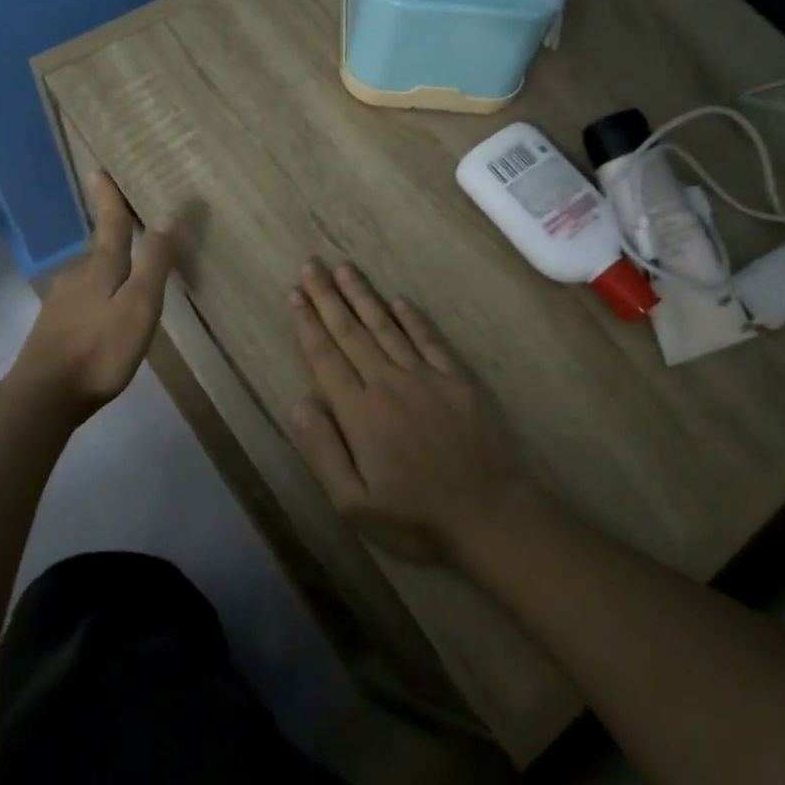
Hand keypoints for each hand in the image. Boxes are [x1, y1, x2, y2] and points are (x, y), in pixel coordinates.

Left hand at [10, 173, 175, 415]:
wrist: (43, 395)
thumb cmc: (100, 349)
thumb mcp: (139, 306)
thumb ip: (154, 263)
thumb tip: (167, 217)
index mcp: (100, 267)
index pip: (110, 223)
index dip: (109, 198)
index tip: (99, 170)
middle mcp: (77, 276)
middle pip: (100, 248)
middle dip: (113, 234)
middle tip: (128, 223)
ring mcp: (61, 302)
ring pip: (90, 274)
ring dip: (107, 266)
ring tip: (126, 270)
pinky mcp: (54, 326)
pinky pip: (83, 297)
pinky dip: (98, 293)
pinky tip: (104, 310)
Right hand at [287, 260, 537, 562]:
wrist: (490, 515)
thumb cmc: (417, 518)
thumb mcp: (355, 505)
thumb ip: (323, 452)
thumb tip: (299, 405)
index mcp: (360, 412)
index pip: (325, 357)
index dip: (307, 323)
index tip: (294, 294)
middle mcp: (388, 383)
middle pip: (351, 332)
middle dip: (328, 297)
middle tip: (311, 266)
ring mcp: (426, 377)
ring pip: (386, 327)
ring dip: (363, 296)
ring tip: (344, 268)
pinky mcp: (458, 380)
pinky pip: (430, 340)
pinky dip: (412, 318)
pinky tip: (399, 300)